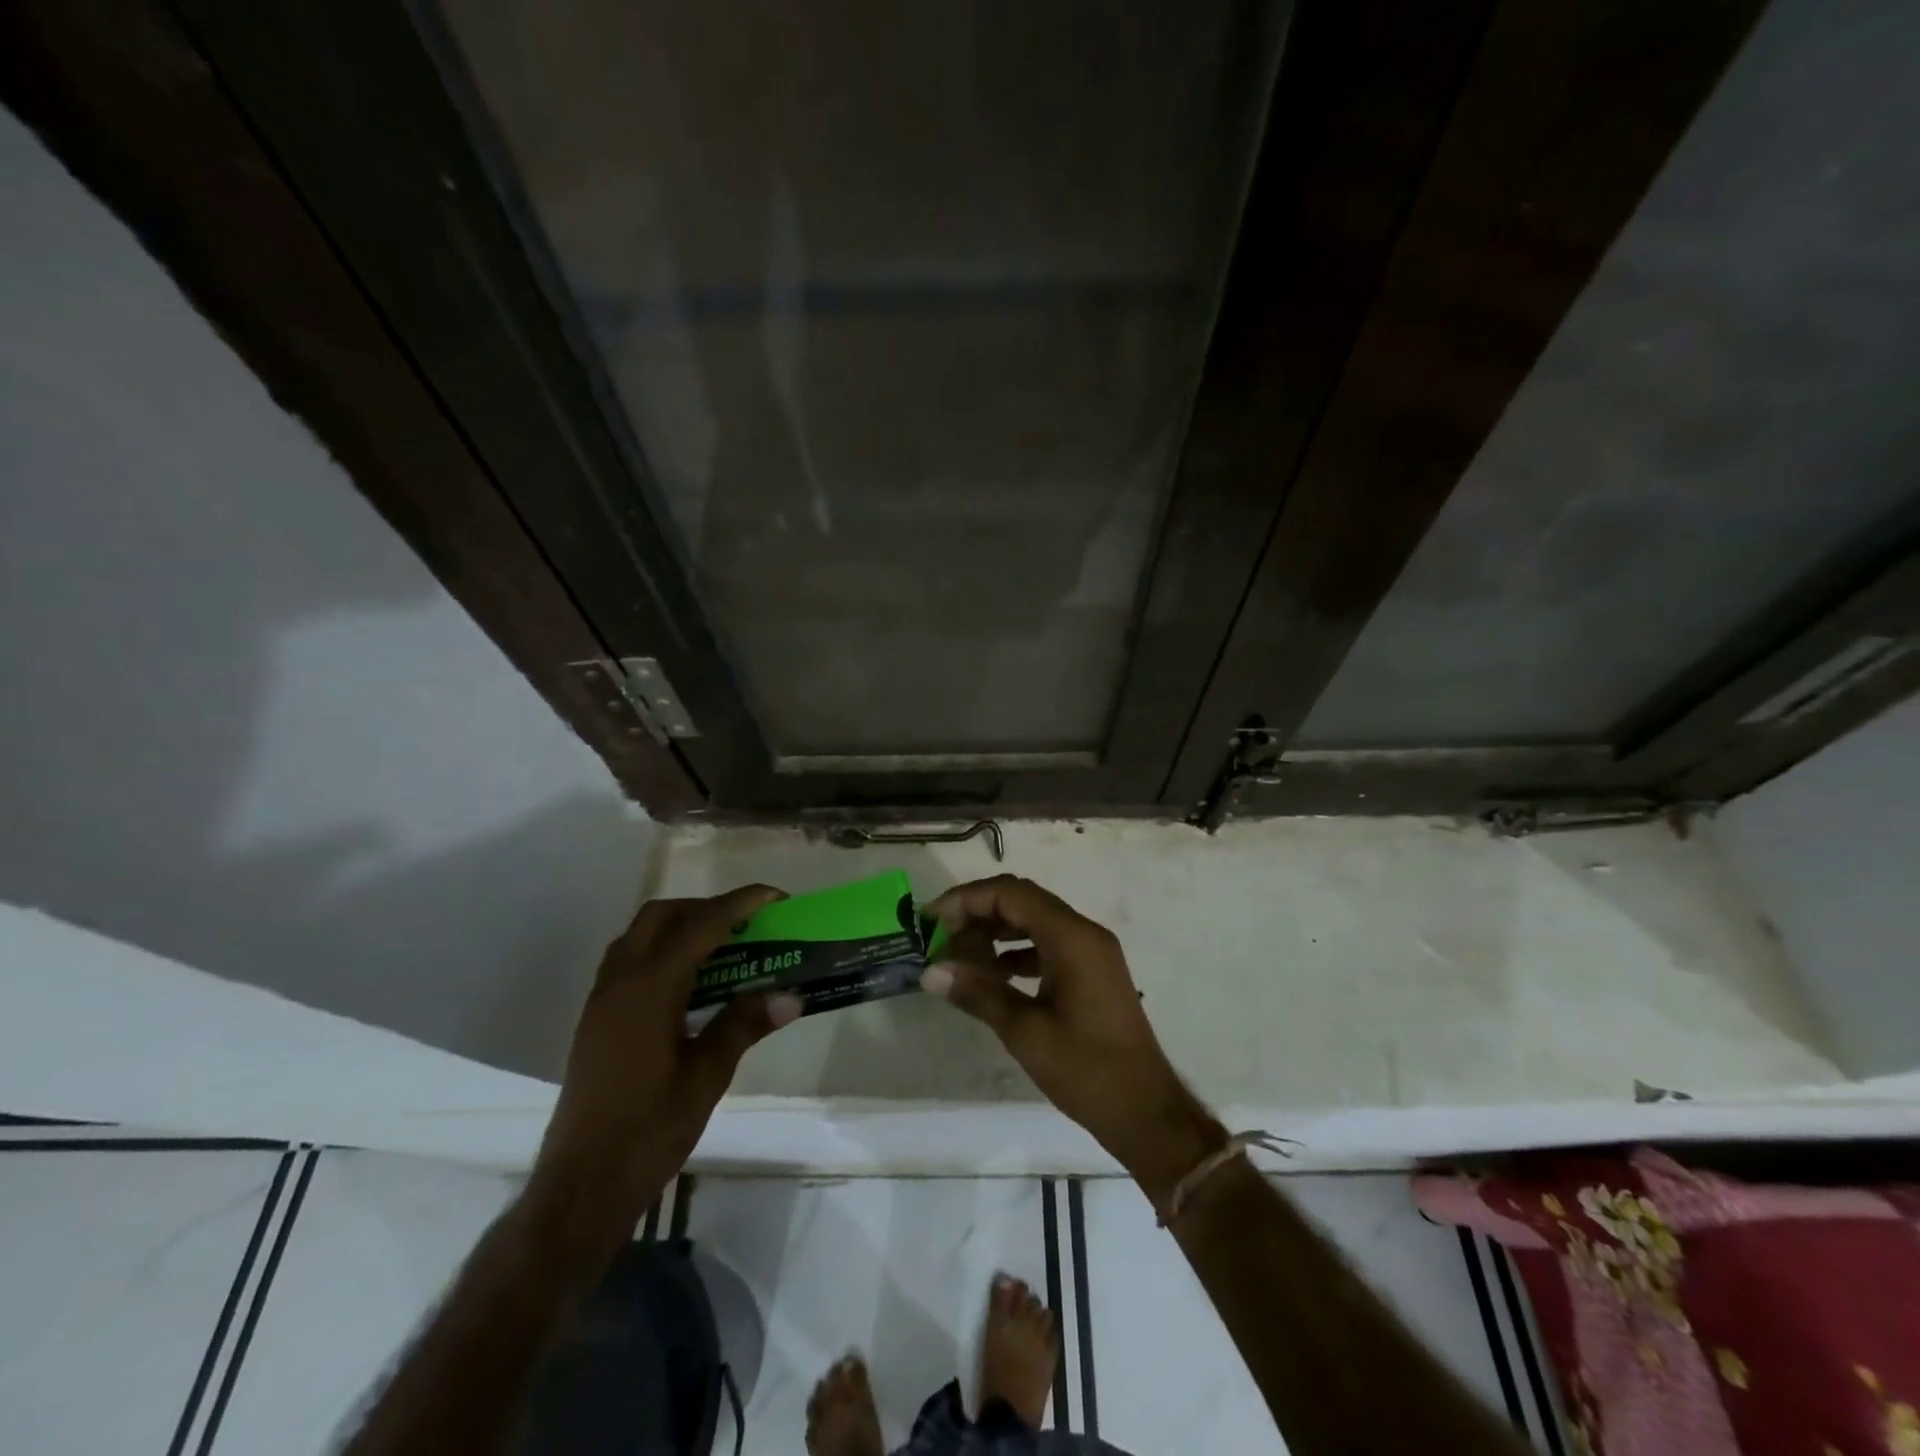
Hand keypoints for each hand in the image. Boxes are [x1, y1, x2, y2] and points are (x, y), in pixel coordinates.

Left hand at [528, 885, 801, 1250]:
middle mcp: (620, 981)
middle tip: (747, 924)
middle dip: (707, 908)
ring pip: (641, 935)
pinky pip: (631, 960)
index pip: (701, 926)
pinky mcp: (596, 1019)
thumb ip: (745, 1025)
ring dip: (682, 926)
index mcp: (649, 989)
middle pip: (662, 916)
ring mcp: (602, 999)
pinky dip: (664, 950)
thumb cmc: (648, 1131)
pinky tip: (691, 984)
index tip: (776, 897)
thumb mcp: (707, 1077)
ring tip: (724, 948)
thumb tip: (791, 994)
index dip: (740, 904)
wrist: (581, 1187)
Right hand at [920, 875, 1225, 1202]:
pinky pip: (1049, 944)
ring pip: (1036, 921)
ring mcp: (1092, 951)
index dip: (966, 899)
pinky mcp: (1093, 971)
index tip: (931, 919)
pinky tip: (993, 974)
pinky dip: (1018, 951)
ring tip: (960, 954)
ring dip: (997, 931)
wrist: (1145, 1110)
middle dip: (978, 912)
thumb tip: (930, 971)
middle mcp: (1085, 933)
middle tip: (940, 935)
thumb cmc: (1085, 1069)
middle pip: (1023, 901)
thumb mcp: (1024, 1031)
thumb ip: (977, 993)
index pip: (1011, 894)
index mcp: (1071, 937)